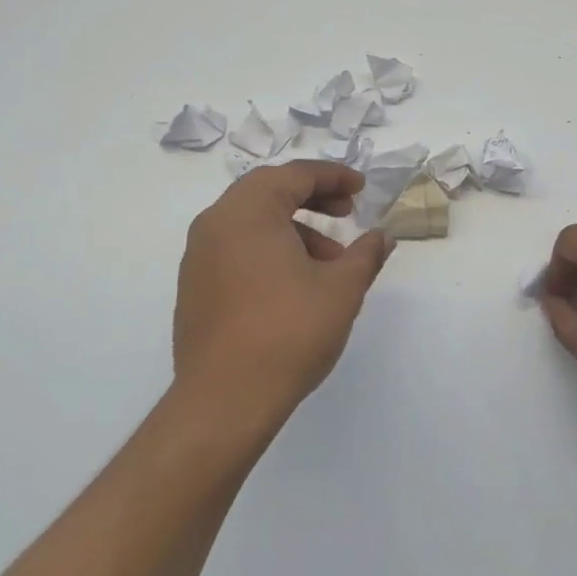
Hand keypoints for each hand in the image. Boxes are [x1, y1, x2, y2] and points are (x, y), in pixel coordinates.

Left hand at [173, 161, 394, 435]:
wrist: (225, 401)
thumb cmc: (288, 333)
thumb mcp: (342, 289)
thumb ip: (365, 254)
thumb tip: (382, 237)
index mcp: (247, 212)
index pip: (294, 175)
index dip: (333, 177)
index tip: (361, 188)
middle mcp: (215, 224)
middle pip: (268, 191)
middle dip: (312, 197)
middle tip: (347, 212)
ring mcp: (198, 256)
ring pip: (251, 221)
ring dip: (293, 228)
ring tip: (329, 263)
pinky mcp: (194, 286)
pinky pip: (236, 248)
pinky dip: (268, 248)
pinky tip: (295, 283)